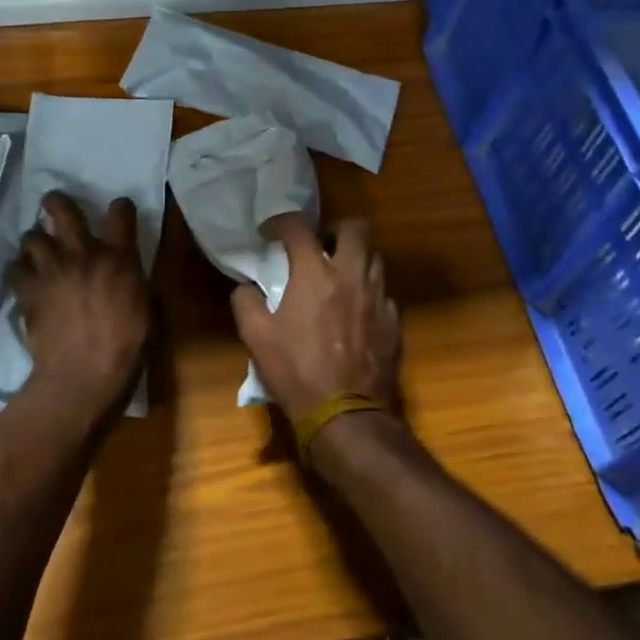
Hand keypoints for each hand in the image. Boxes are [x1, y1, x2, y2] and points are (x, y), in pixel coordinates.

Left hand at [10, 192, 151, 415]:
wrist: (84, 375)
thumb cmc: (126, 348)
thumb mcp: (147, 311)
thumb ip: (136, 285)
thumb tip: (132, 279)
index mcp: (119, 258)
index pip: (121, 212)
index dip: (120, 208)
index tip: (119, 212)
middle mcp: (83, 254)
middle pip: (62, 210)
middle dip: (56, 203)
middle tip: (54, 206)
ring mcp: (52, 270)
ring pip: (31, 236)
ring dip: (35, 241)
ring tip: (38, 250)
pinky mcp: (28, 291)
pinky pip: (15, 267)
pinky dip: (19, 269)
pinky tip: (24, 277)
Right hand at [231, 216, 400, 432]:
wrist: (346, 416)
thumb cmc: (296, 372)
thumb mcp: (255, 338)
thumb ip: (246, 302)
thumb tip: (247, 288)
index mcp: (315, 274)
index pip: (298, 227)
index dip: (280, 223)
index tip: (269, 234)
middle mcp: (351, 276)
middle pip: (355, 228)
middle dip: (335, 230)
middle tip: (319, 246)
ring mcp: (378, 298)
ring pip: (375, 258)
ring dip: (355, 258)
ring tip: (338, 276)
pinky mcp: (394, 322)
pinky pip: (384, 293)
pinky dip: (368, 292)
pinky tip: (355, 311)